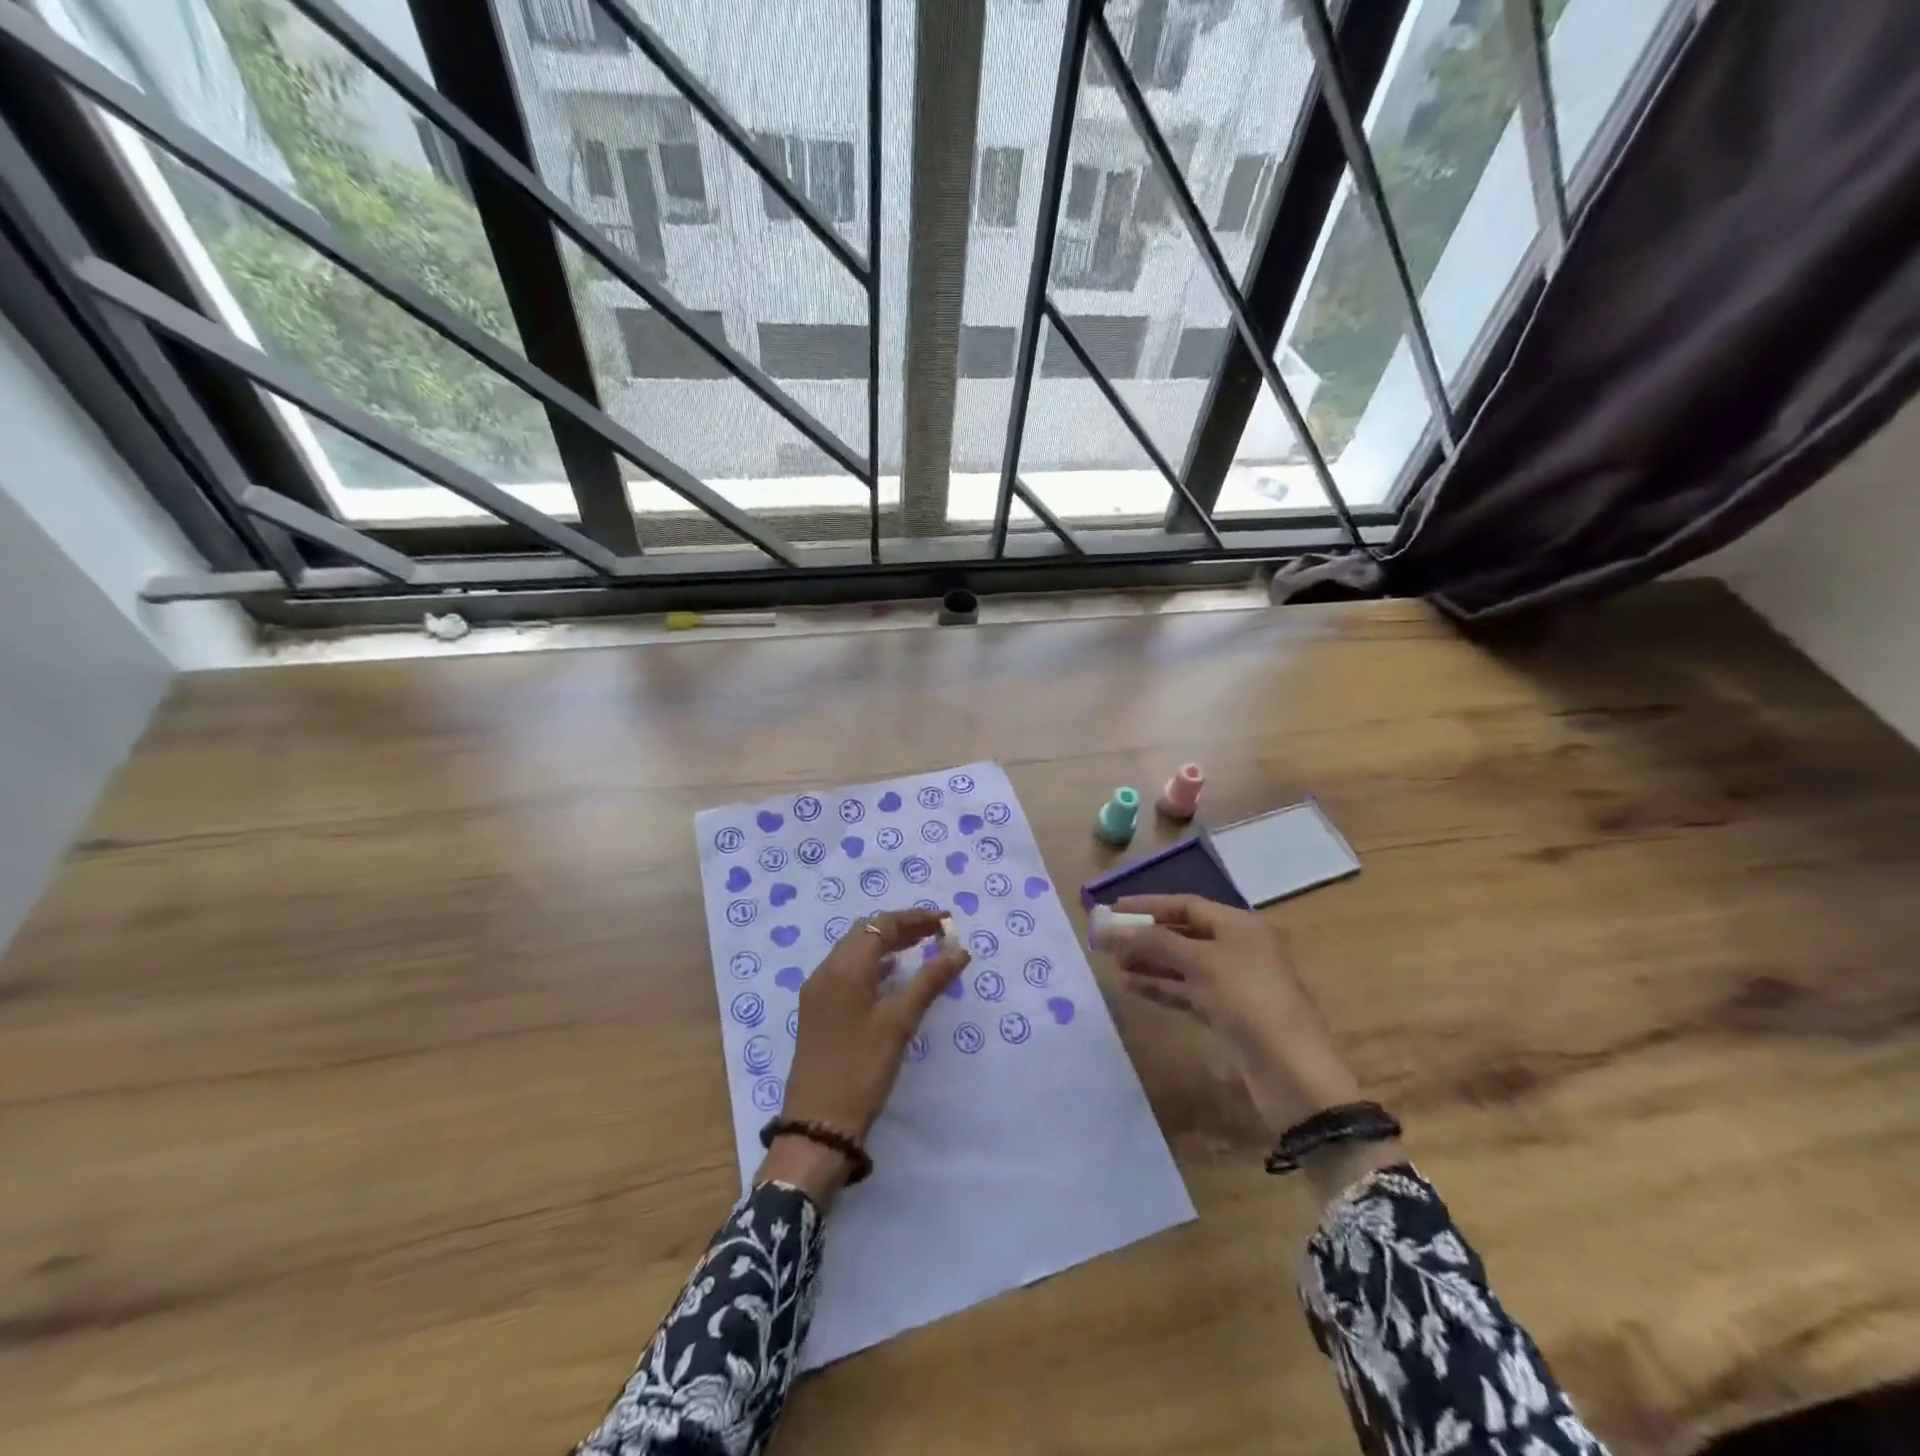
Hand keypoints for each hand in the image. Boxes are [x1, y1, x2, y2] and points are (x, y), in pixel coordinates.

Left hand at [756, 908, 969, 1204]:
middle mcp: (826, 971)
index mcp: (844, 968)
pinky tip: (892, 977)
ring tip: (921, 949)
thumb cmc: (862, 1069)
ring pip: (854, 951)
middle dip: (901, 928)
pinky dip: (872, 964)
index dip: (915, 919)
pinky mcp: (818, 1010)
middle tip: (936, 934)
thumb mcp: (900, 1023)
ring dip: (886, 945)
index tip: (946, 921)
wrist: (818, 1125)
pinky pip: (847, 970)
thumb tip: (959, 949)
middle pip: (865, 933)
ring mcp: (818, 991)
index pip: (881, 925)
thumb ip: (929, 981)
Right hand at [1102, 895, 1364, 1133]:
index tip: (1113, 909)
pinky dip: (1160, 987)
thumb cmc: (1247, 1000)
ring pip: (1182, 964)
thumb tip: (1108, 927)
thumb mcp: (1199, 963)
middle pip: (1182, 933)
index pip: (1186, 904)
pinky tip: (1131, 987)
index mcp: (1239, 925)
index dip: (1148, 905)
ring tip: (1113, 964)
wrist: (1292, 1071)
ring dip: (1148, 962)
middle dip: (1144, 936)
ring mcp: (1233, 982)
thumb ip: (1152, 942)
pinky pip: (1186, 991)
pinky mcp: (1227, 1014)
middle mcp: (1237, 947)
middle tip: (1106, 940)